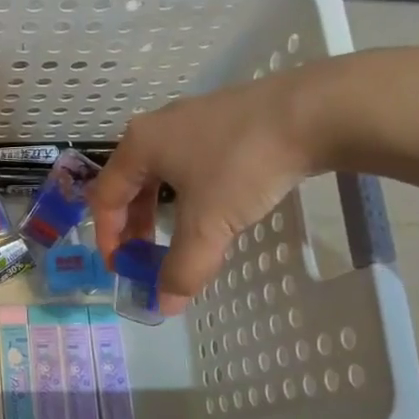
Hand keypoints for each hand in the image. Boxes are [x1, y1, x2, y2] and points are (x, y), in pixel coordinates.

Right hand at [91, 67, 323, 315]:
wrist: (313, 112)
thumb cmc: (242, 166)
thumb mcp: (208, 225)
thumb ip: (182, 268)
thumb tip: (165, 306)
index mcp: (139, 146)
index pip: (105, 197)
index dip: (108, 238)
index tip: (123, 268)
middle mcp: (157, 127)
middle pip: (130, 184)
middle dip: (134, 226)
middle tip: (146, 257)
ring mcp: (192, 119)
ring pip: (162, 172)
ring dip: (161, 210)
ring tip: (179, 237)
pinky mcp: (225, 118)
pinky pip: (189, 161)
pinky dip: (188, 192)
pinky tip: (212, 207)